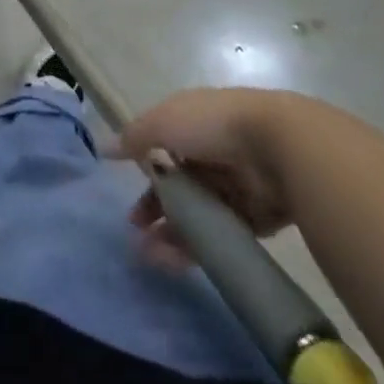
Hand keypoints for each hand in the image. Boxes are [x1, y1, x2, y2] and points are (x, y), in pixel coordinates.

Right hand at [110, 88, 302, 269]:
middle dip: (156, 209)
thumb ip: (133, 138)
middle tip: (137, 232)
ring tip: (152, 258)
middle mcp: (211, 152)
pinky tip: (179, 260)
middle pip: (179, 185)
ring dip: (173, 234)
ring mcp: (235, 184)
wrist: (279, 146)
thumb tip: (104, 148)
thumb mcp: (162, 122)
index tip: (126, 195)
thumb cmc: (212, 126)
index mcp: (190, 124)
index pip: (160, 150)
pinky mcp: (257, 216)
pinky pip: (223, 235)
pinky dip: (201, 248)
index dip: (143, 172)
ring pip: (198, 213)